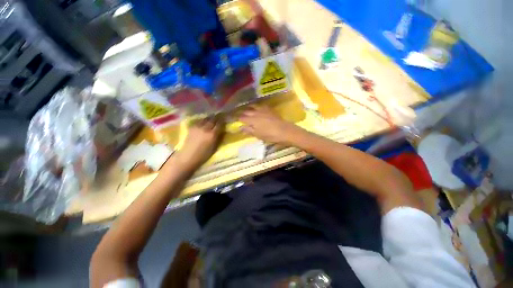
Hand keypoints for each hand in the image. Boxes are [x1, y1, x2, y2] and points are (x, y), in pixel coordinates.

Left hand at [174, 118, 222, 169]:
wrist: (188, 156)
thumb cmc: (203, 155)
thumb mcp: (214, 147)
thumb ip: (218, 137)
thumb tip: (221, 131)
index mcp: (212, 135)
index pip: (219, 124)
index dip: (222, 121)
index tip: (225, 120)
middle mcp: (205, 129)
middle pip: (213, 119)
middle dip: (217, 117)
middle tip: (220, 116)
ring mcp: (198, 127)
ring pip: (206, 119)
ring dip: (210, 118)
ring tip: (212, 118)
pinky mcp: (192, 127)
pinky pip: (199, 121)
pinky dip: (203, 120)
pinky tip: (204, 122)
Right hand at [239, 105, 299, 143]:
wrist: (284, 131)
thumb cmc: (270, 135)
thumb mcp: (258, 135)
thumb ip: (249, 130)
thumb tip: (240, 127)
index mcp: (252, 120)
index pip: (242, 118)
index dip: (238, 118)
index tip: (235, 119)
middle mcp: (256, 113)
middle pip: (247, 111)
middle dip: (242, 113)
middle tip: (239, 114)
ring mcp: (263, 110)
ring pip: (253, 106)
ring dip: (249, 108)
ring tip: (247, 109)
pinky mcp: (270, 110)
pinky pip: (262, 106)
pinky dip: (258, 106)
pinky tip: (258, 107)